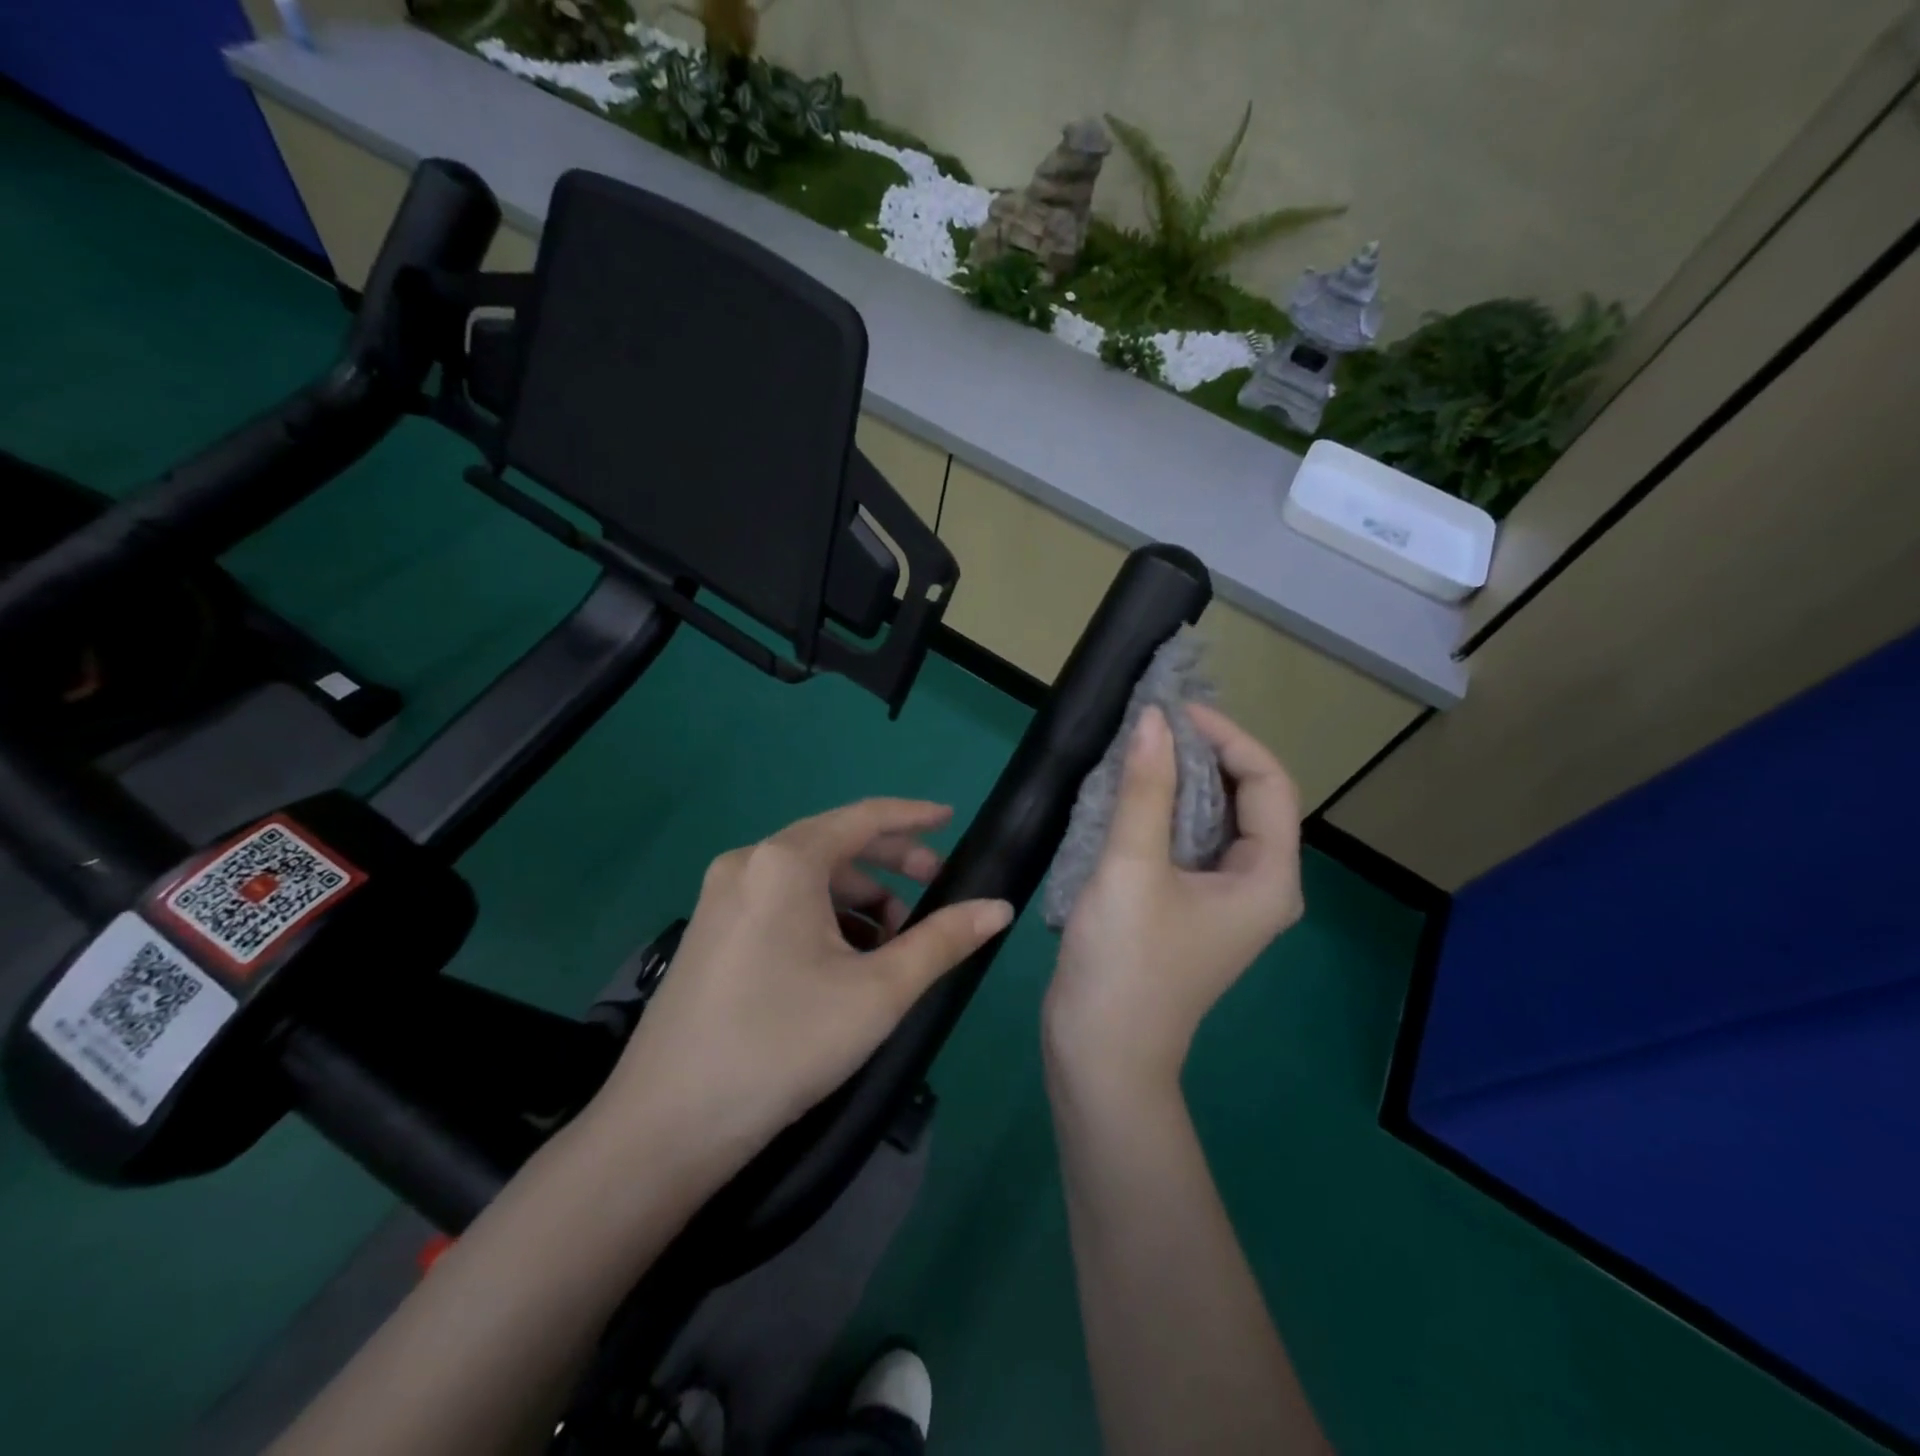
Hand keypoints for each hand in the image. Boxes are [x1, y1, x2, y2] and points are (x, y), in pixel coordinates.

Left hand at [590, 799, 1013, 1167]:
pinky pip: (781, 901)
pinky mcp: (710, 929)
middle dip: (891, 865)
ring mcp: (721, 896)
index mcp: (784, 861)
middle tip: (936, 891)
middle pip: (835, 844)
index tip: (951, 819)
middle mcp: (748, 862)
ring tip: (892, 945)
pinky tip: (844, 961)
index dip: (913, 816)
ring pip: (808, 878)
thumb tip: (999, 907)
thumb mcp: (878, 992)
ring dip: (858, 899)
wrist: (667, 1125)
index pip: (863, 817)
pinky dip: (822, 917)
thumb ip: (943, 941)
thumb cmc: (783, 1045)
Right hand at [1045, 705, 1303, 1103]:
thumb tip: (1152, 719)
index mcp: (1267, 878)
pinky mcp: (1187, 908)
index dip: (1227, 737)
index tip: (1174, 711)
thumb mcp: (1132, 868)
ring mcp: (1222, 900)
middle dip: (1203, 755)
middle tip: (1151, 725)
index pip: (1268, 783)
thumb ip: (1145, 789)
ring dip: (1179, 781)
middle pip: (1246, 799)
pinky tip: (1126, 795)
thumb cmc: (1126, 963)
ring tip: (1137, 750)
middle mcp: (1257, 886)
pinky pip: (1186, 843)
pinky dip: (1162, 811)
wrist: (1100, 1053)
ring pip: (1212, 820)